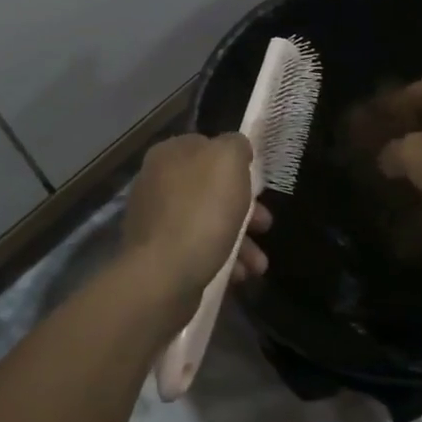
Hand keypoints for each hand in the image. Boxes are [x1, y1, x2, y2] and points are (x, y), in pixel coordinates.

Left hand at [122, 133, 270, 305]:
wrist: (162, 276)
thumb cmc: (201, 212)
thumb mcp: (228, 161)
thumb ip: (235, 145)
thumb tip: (236, 148)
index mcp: (170, 153)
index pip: (208, 146)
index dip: (237, 163)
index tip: (257, 183)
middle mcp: (158, 182)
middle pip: (212, 187)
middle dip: (245, 208)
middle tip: (265, 225)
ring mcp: (156, 219)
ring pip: (209, 220)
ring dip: (241, 240)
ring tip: (258, 263)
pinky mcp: (159, 254)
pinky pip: (198, 248)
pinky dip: (222, 258)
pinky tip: (239, 274)